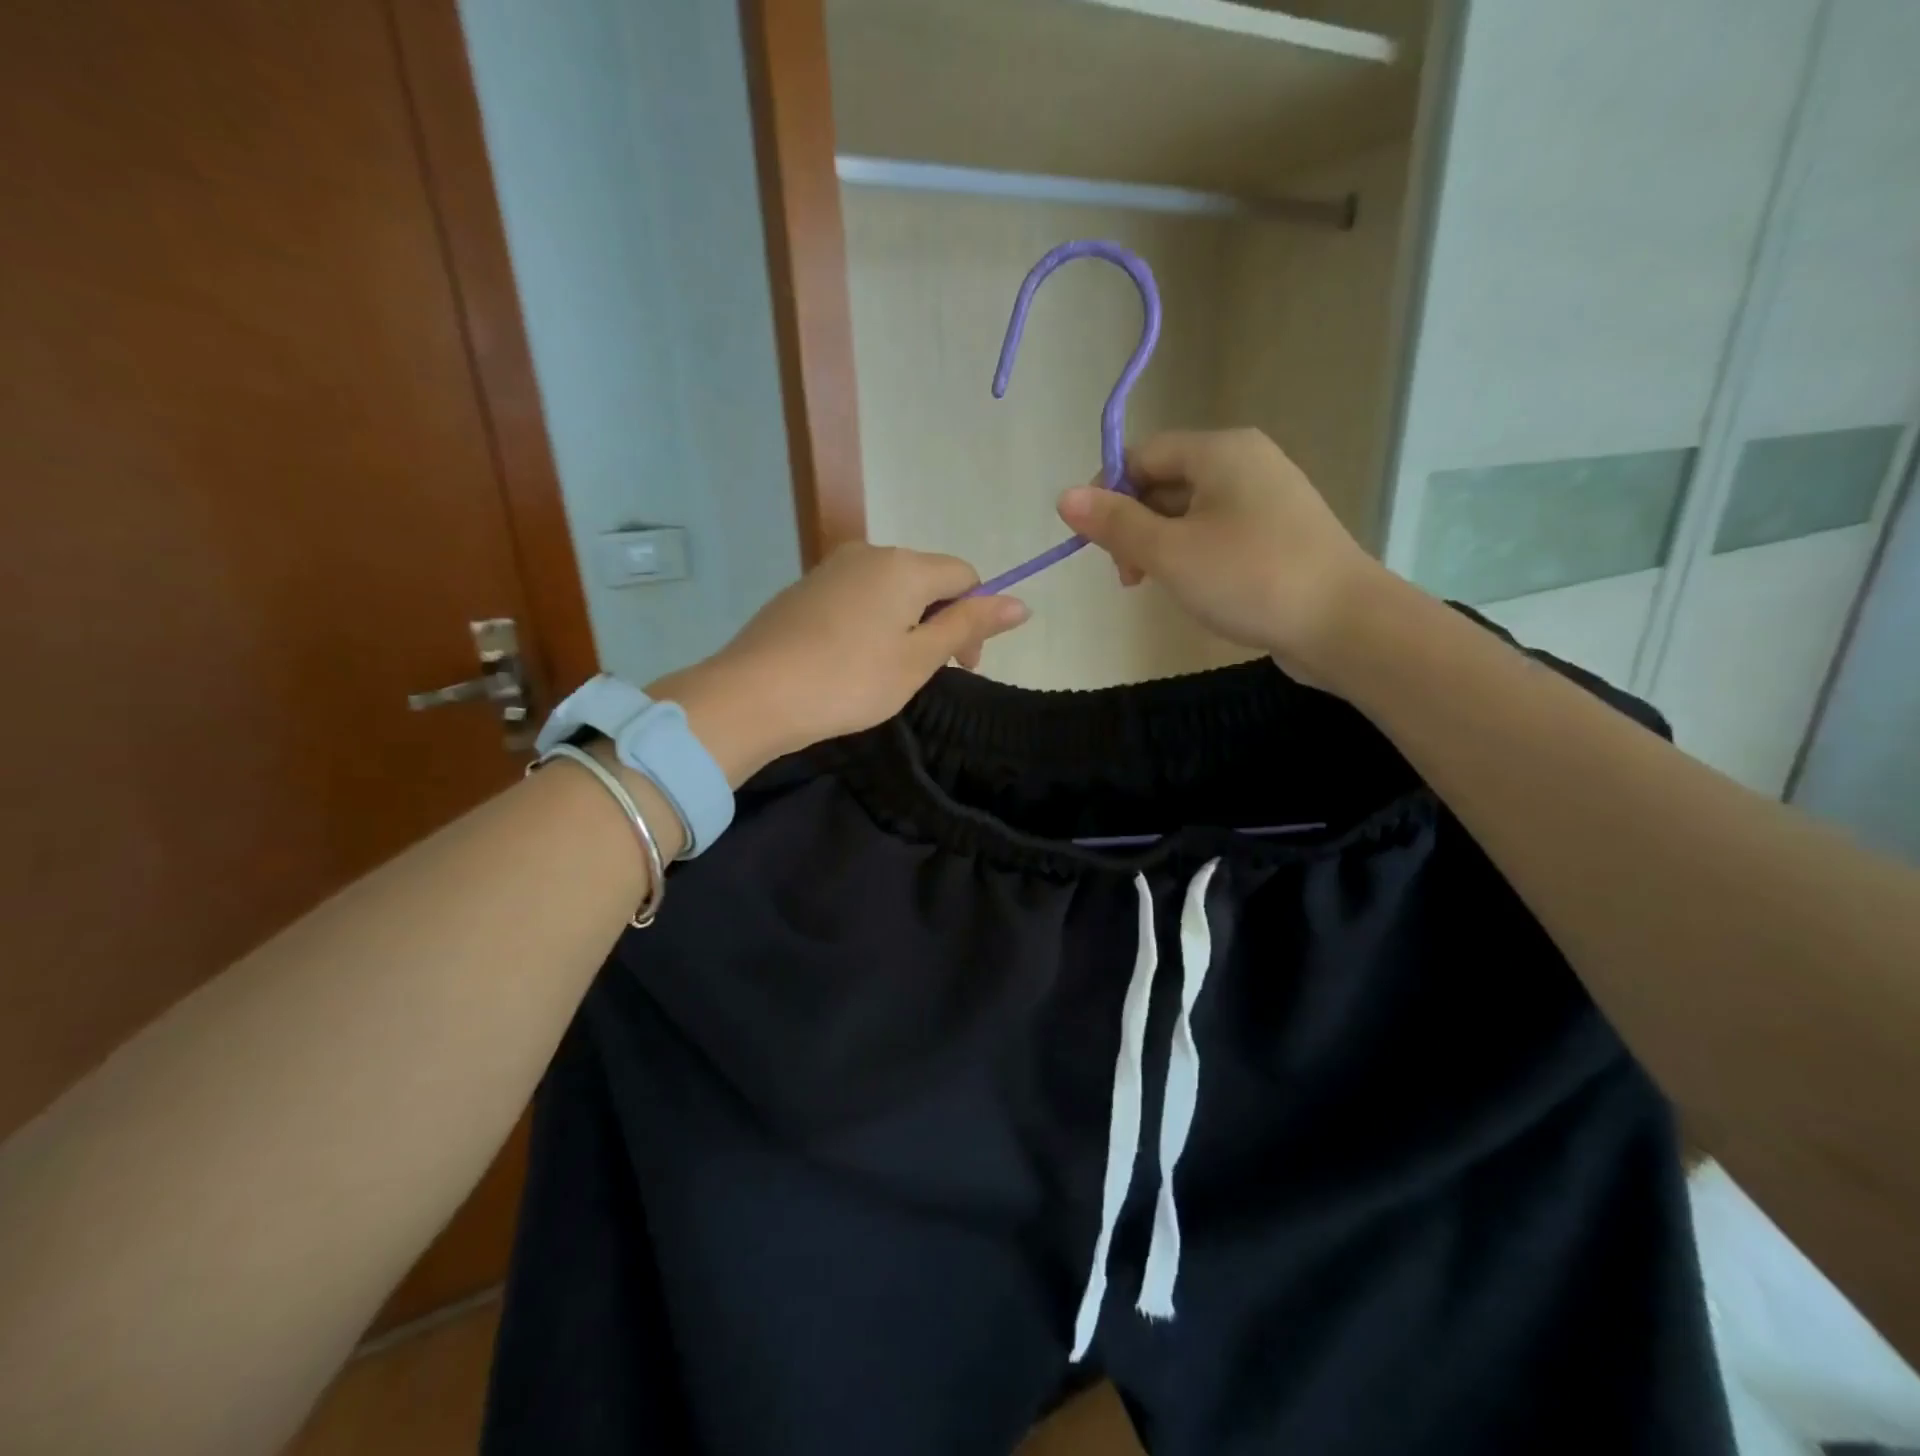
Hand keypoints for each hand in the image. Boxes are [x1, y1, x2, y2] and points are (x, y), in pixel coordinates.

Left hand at [650, 544, 1027, 780]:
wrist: (755, 694)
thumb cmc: (849, 680)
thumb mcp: (919, 658)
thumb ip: (969, 626)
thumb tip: (1021, 603)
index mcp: (904, 565)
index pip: (964, 575)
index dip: (975, 617)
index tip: (963, 666)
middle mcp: (868, 553)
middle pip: (926, 579)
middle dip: (941, 621)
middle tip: (929, 674)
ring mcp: (830, 568)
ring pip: (890, 590)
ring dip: (906, 625)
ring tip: (889, 671)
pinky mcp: (804, 589)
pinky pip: (857, 598)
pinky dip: (871, 624)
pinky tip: (853, 661)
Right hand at [1056, 428, 1387, 679]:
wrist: (1343, 623)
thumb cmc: (1249, 578)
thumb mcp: (1169, 552)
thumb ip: (1114, 523)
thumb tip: (1064, 497)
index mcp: (1220, 451)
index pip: (1143, 454)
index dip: (1108, 493)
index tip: (1097, 544)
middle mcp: (1246, 462)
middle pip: (1165, 481)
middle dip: (1134, 525)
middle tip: (1128, 576)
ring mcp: (1267, 497)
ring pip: (1190, 510)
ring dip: (1161, 544)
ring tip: (1158, 586)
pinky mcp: (1279, 533)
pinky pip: (1218, 531)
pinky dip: (1193, 554)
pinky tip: (1194, 588)